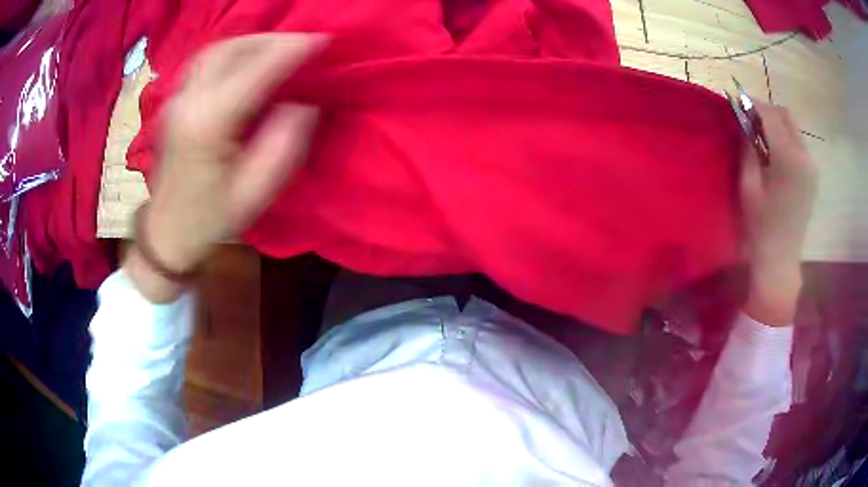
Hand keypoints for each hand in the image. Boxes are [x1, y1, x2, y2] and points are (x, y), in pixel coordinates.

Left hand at [124, 33, 323, 301]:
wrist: (166, 233)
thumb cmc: (210, 219)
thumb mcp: (255, 193)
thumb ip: (284, 145)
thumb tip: (303, 105)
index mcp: (209, 123)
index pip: (256, 69)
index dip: (293, 49)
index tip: (323, 40)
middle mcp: (189, 100)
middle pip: (234, 48)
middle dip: (274, 40)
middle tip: (305, 44)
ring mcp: (177, 98)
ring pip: (218, 48)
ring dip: (253, 41)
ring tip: (280, 48)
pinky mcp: (174, 101)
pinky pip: (206, 60)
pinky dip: (233, 50)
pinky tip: (247, 59)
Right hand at [741, 103, 817, 324]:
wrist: (781, 259)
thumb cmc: (761, 226)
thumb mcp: (749, 186)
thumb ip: (748, 148)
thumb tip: (743, 121)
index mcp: (789, 160)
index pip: (771, 115)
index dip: (753, 104)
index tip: (737, 101)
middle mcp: (805, 157)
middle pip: (786, 116)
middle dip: (767, 111)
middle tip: (750, 119)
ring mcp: (811, 166)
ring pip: (793, 128)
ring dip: (777, 124)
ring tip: (761, 136)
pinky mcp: (812, 175)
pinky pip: (799, 143)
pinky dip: (785, 138)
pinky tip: (774, 151)